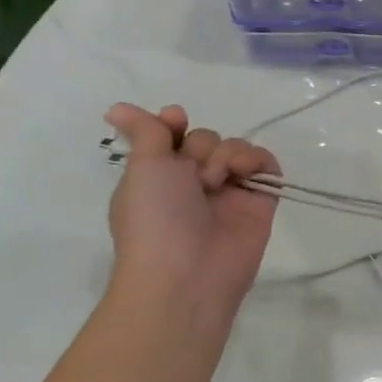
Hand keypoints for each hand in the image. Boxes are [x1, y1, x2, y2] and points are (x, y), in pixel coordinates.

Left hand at [103, 102, 280, 326]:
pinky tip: (245, 174)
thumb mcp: (143, 167)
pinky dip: (257, 161)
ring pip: (236, 147)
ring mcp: (227, 192)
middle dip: (202, 147)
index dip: (174, 124)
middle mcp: (192, 182)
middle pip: (206, 138)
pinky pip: (265, 164)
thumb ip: (146, 131)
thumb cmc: (155, 218)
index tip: (175, 121)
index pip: (172, 135)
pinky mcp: (259, 201)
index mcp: (158, 176)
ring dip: (227, 154)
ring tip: (219, 180)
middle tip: (194, 175)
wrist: (188, 273)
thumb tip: (117, 108)